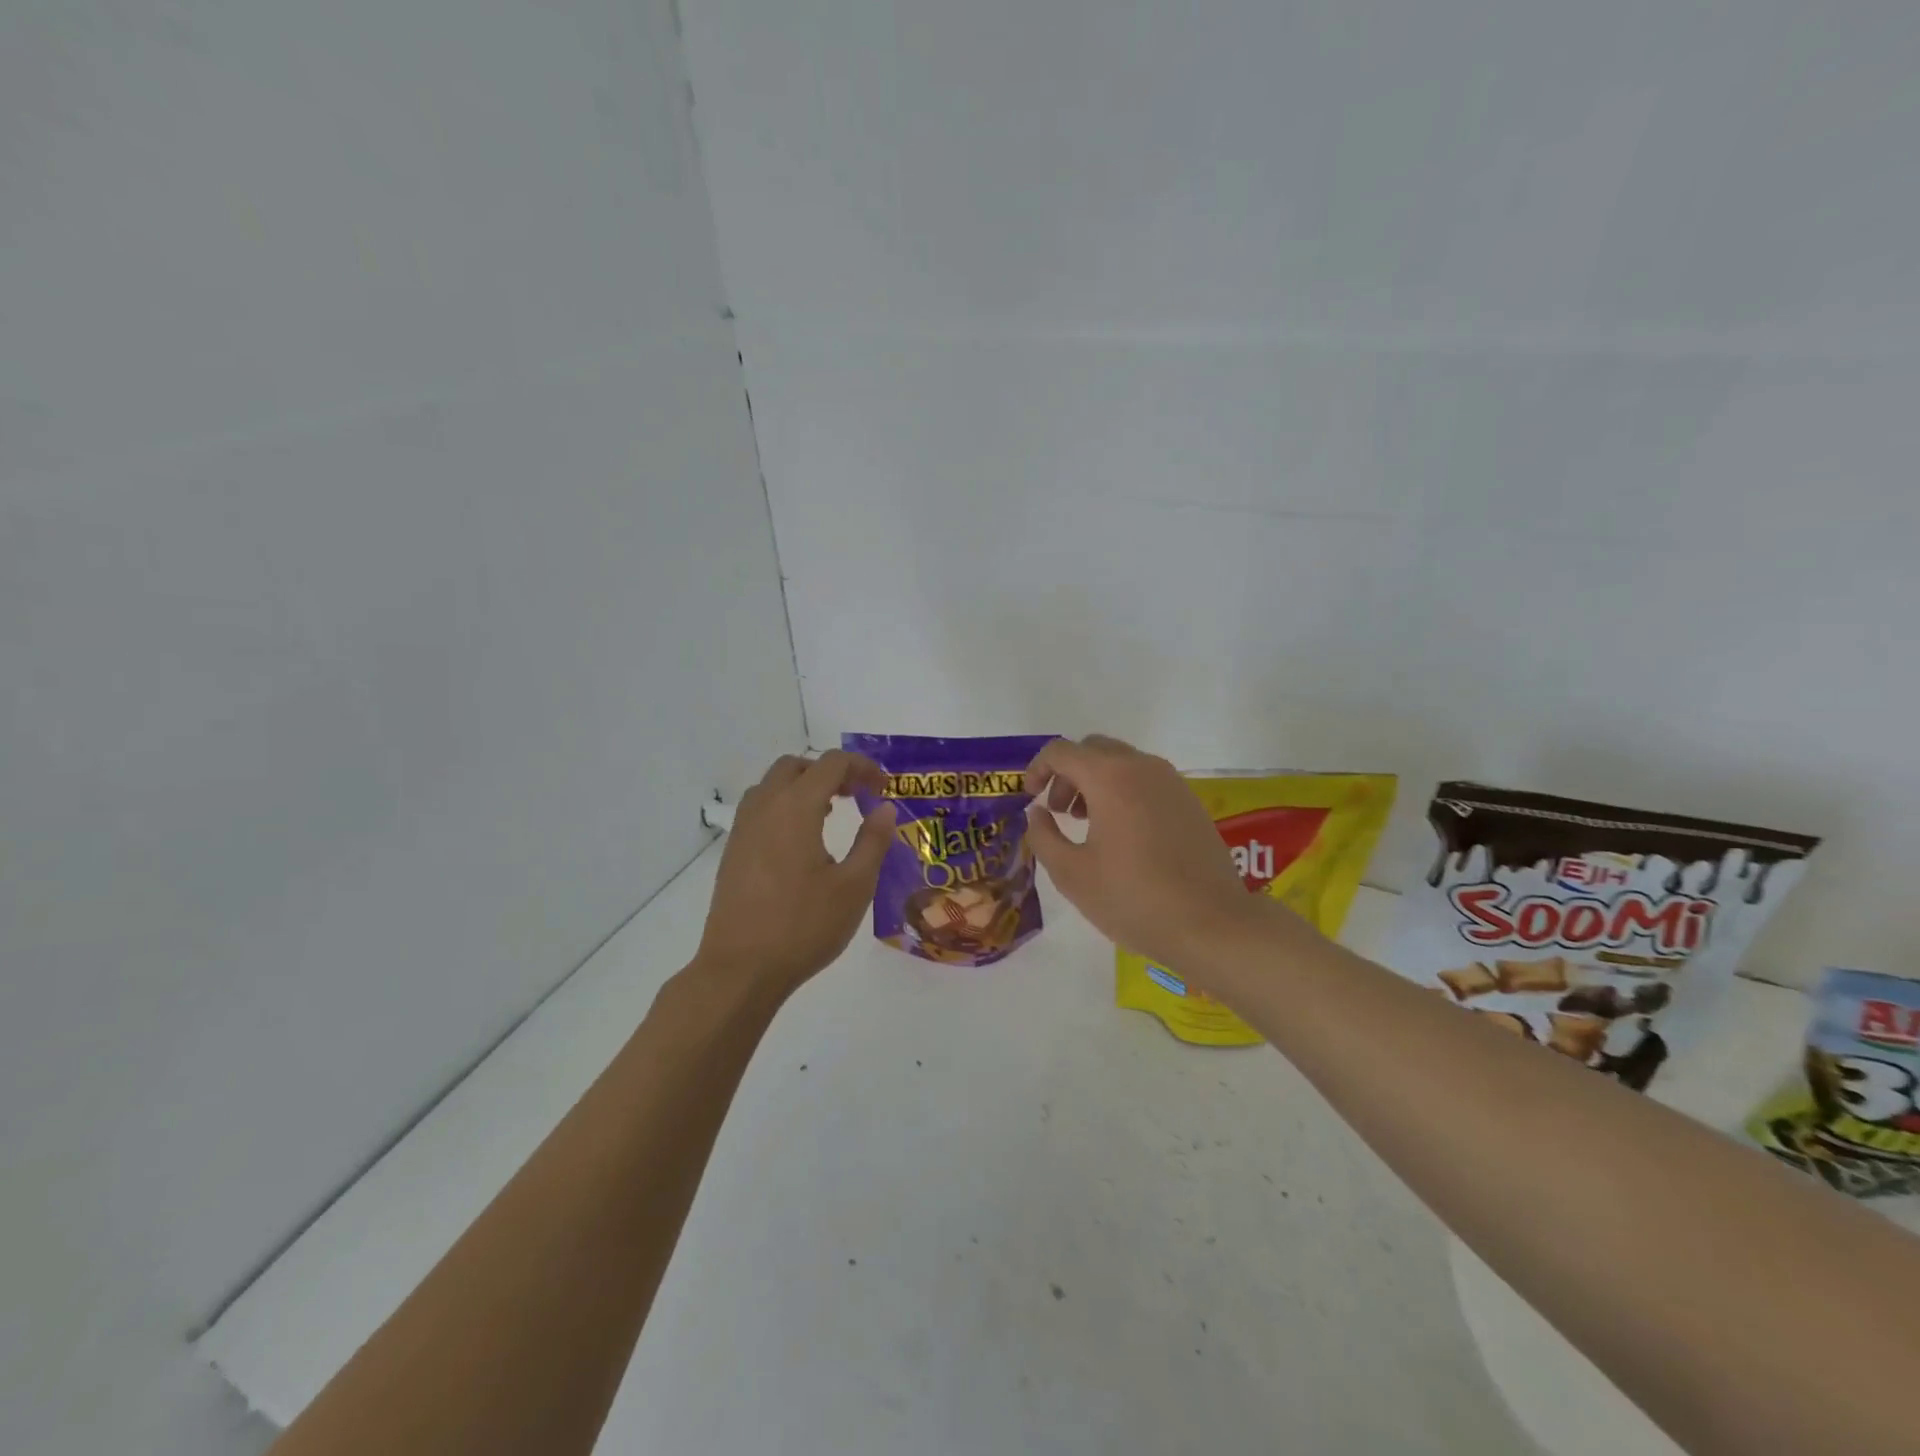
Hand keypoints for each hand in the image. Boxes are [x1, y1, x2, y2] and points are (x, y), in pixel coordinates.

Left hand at [694, 751, 897, 997]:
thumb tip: (885, 809)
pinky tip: (801, 843)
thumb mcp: (854, 886)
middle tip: (856, 796)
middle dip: (830, 771)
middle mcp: (764, 808)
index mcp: (796, 808)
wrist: (740, 969)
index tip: (884, 788)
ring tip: (830, 814)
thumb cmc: (803, 926)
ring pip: (772, 785)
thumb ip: (873, 841)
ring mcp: (743, 829)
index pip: (831, 764)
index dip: (862, 767)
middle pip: (796, 766)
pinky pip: (759, 809)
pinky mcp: (732, 852)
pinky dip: (784, 807)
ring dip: (803, 787)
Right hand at [1023, 735, 1307, 969]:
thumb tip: (1038, 813)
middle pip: (1093, 750)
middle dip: (1067, 774)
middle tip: (1058, 812)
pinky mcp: (1189, 802)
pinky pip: (1146, 780)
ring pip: (1122, 762)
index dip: (1037, 769)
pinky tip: (1122, 835)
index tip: (1029, 798)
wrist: (1212, 924)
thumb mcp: (1072, 874)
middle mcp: (1142, 767)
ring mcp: (1171, 782)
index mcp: (1110, 777)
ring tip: (1087, 825)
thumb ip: (1044, 836)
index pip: (1061, 751)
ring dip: (1096, 782)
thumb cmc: (1133, 898)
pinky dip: (1123, 792)